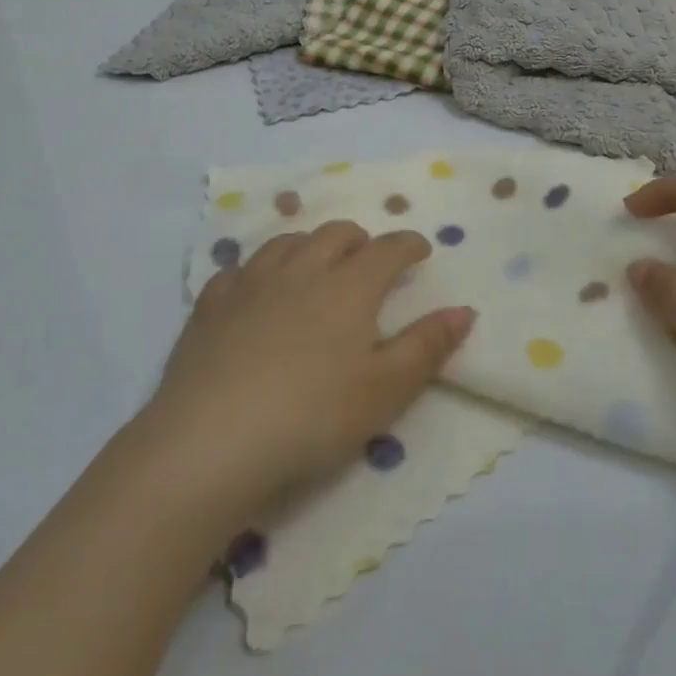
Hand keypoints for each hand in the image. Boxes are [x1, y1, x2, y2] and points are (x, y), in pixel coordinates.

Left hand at [142, 221, 474, 525]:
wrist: (211, 441)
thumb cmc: (312, 417)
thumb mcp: (385, 390)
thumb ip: (427, 346)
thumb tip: (465, 310)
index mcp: (349, 287)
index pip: (387, 250)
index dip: (408, 245)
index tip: (420, 249)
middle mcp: (302, 271)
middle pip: (335, 234)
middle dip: (359, 239)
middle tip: (368, 256)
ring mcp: (251, 284)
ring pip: (286, 242)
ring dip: (309, 244)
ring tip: (315, 262)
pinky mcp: (210, 306)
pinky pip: (237, 271)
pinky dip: (256, 271)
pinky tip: (254, 289)